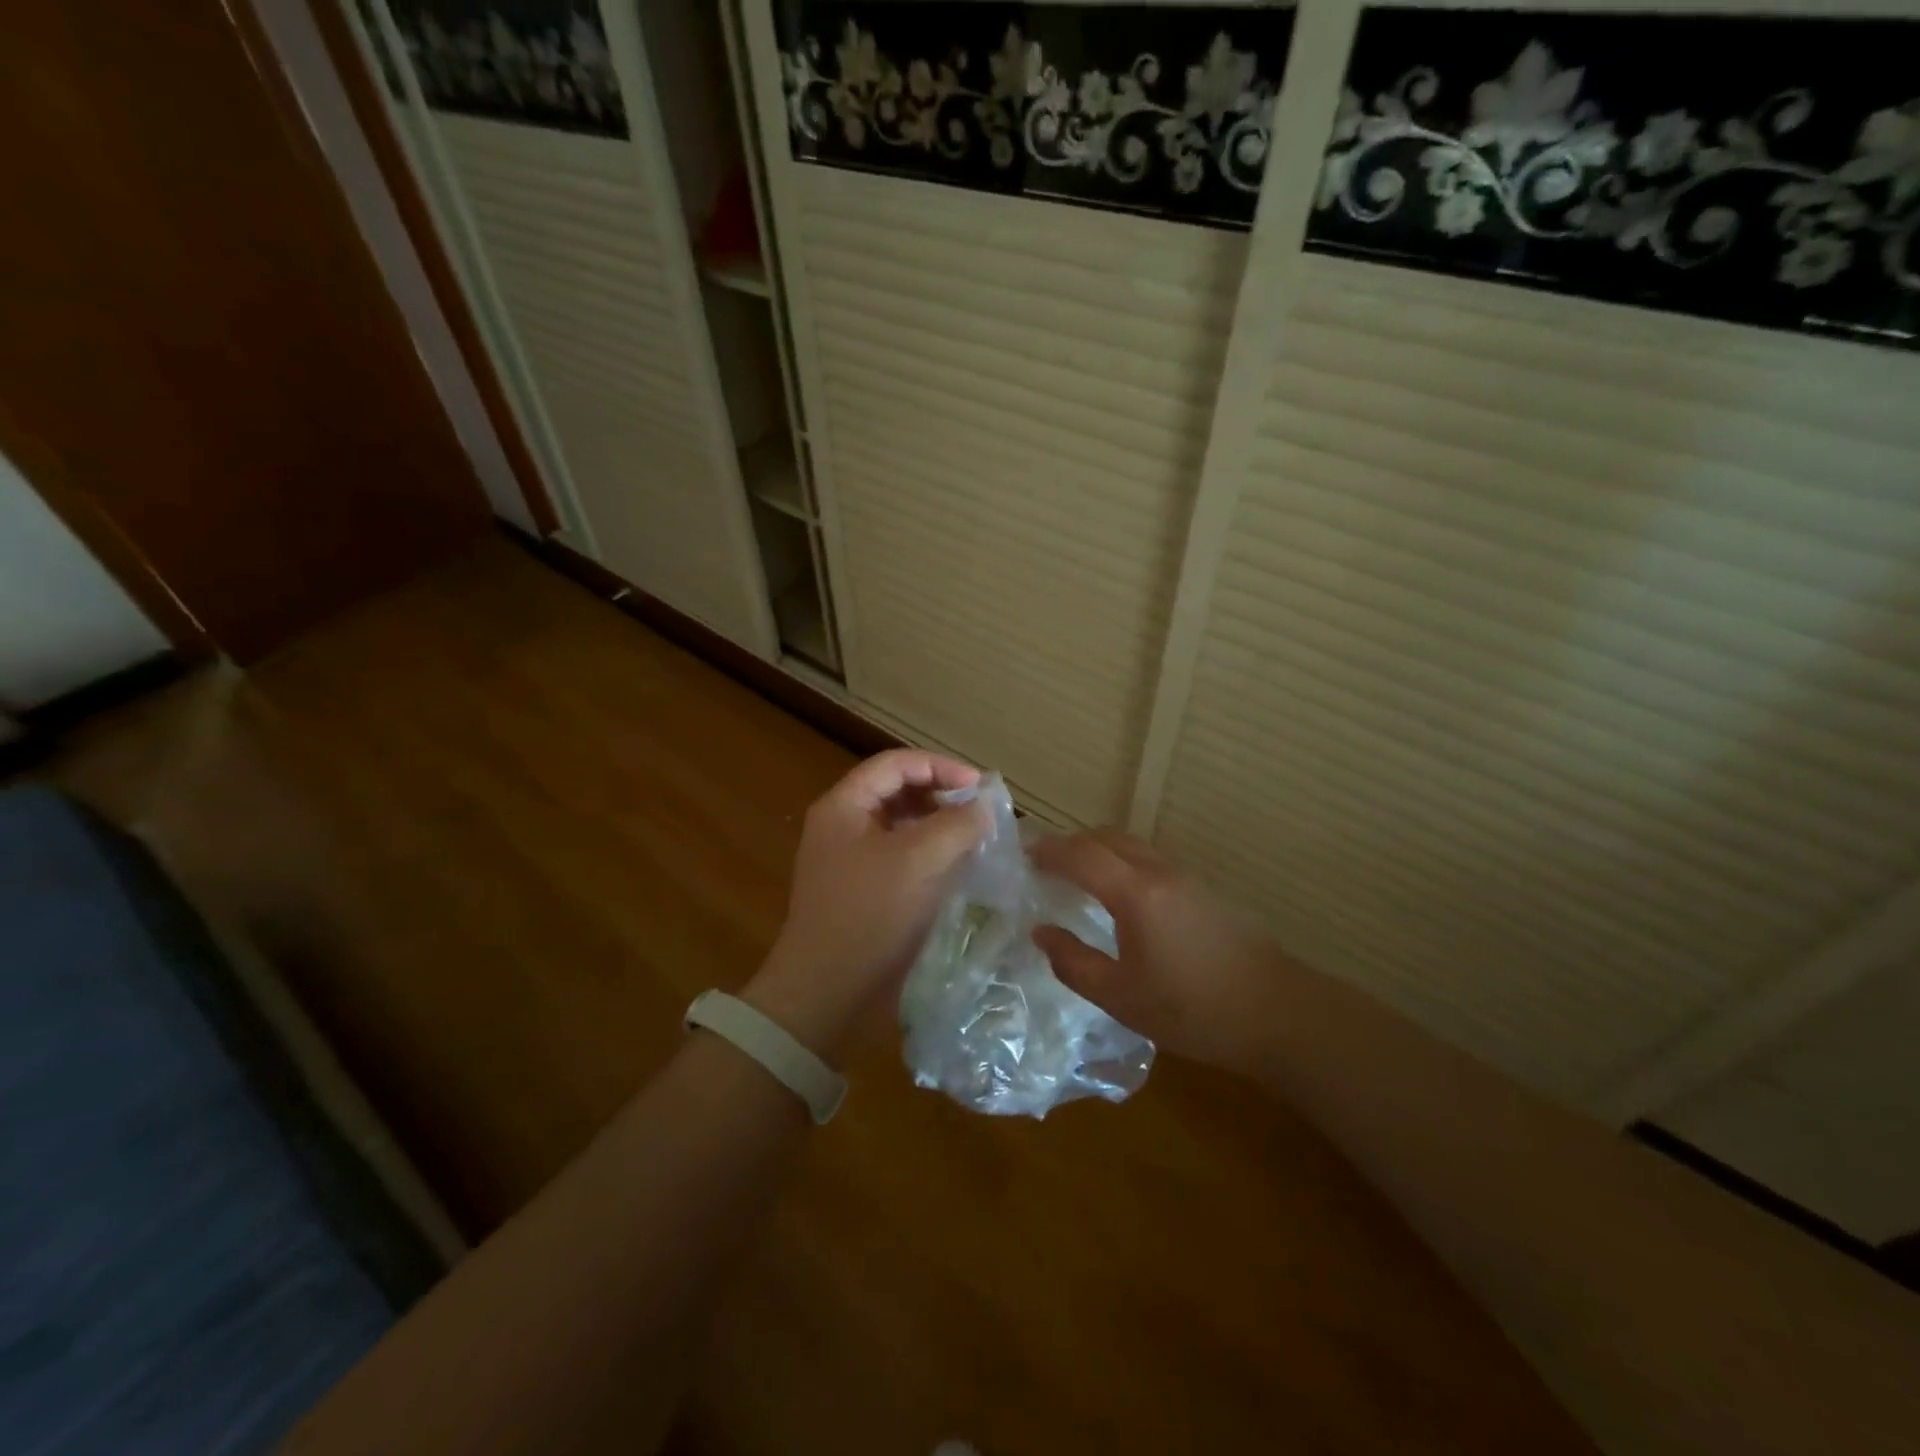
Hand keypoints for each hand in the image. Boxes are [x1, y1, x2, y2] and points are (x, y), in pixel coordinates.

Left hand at [747, 750, 987, 1063]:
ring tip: (975, 839)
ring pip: (902, 826)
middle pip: (898, 791)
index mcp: (844, 806)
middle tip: (981, 814)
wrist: (826, 993)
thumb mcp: (919, 861)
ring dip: (938, 826)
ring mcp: (850, 860)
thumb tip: (985, 806)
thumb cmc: (870, 916)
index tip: (981, 788)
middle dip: (942, 796)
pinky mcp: (863, 891)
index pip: (896, 764)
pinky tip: (956, 869)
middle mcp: (843, 825)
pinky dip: (930, 855)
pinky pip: (901, 857)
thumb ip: (957, 824)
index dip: (941, 767)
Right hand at [1031, 829, 1281, 1077]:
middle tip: (1044, 864)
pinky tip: (1118, 897)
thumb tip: (1041, 932)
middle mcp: (1159, 872)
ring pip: (1131, 846)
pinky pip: (1149, 860)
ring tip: (1076, 878)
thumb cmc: (1193, 1010)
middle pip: (1106, 838)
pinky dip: (1121, 863)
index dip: (1048, 850)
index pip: (1080, 854)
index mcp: (1135, 893)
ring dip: (1098, 851)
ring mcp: (1185, 877)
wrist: (1278, 1013)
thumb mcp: (1121, 997)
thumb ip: (1074, 962)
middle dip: (1071, 844)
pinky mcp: (1203, 890)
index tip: (1021, 855)